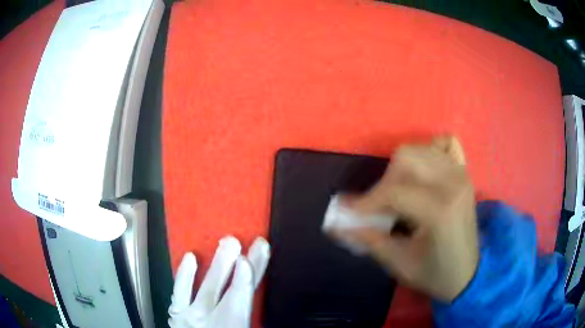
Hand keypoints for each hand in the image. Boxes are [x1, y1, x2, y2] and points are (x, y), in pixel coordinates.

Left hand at [168, 236, 269, 327]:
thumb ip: (250, 318)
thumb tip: (256, 292)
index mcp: (230, 326)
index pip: (240, 301)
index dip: (245, 279)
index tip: (249, 258)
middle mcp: (207, 321)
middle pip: (222, 290)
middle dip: (231, 265)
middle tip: (237, 241)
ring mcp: (188, 318)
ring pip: (202, 288)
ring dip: (215, 265)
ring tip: (226, 243)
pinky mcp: (176, 315)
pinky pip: (178, 292)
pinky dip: (183, 275)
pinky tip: (191, 257)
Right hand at [331, 136, 477, 301]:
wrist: (467, 274)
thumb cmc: (435, 273)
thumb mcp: (399, 263)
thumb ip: (368, 239)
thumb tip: (336, 224)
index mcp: (440, 210)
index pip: (393, 191)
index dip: (366, 201)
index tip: (347, 212)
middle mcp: (453, 182)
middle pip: (406, 158)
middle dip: (384, 182)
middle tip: (378, 206)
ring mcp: (461, 173)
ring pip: (420, 149)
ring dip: (401, 169)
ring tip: (397, 194)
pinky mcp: (464, 172)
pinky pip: (445, 143)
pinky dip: (429, 151)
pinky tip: (423, 173)